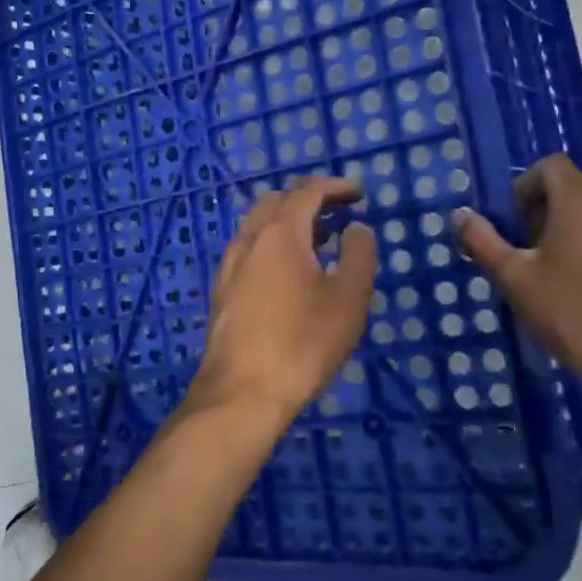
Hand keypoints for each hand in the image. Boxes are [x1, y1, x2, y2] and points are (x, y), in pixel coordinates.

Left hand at [185, 177, 378, 427]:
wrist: (241, 393)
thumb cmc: (302, 343)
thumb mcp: (348, 299)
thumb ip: (358, 255)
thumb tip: (356, 228)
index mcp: (280, 233)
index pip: (307, 192)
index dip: (335, 187)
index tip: (359, 194)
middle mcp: (249, 240)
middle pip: (277, 202)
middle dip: (309, 200)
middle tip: (339, 216)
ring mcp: (229, 266)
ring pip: (258, 226)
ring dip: (289, 223)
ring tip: (319, 243)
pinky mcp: (222, 291)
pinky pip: (249, 250)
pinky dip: (272, 244)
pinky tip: (288, 275)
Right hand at [453, 155, 581, 411]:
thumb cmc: (576, 315)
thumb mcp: (516, 280)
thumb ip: (483, 242)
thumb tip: (460, 214)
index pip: (549, 166)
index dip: (524, 188)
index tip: (513, 227)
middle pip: (571, 192)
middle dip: (542, 216)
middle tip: (527, 260)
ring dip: (569, 234)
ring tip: (556, 280)